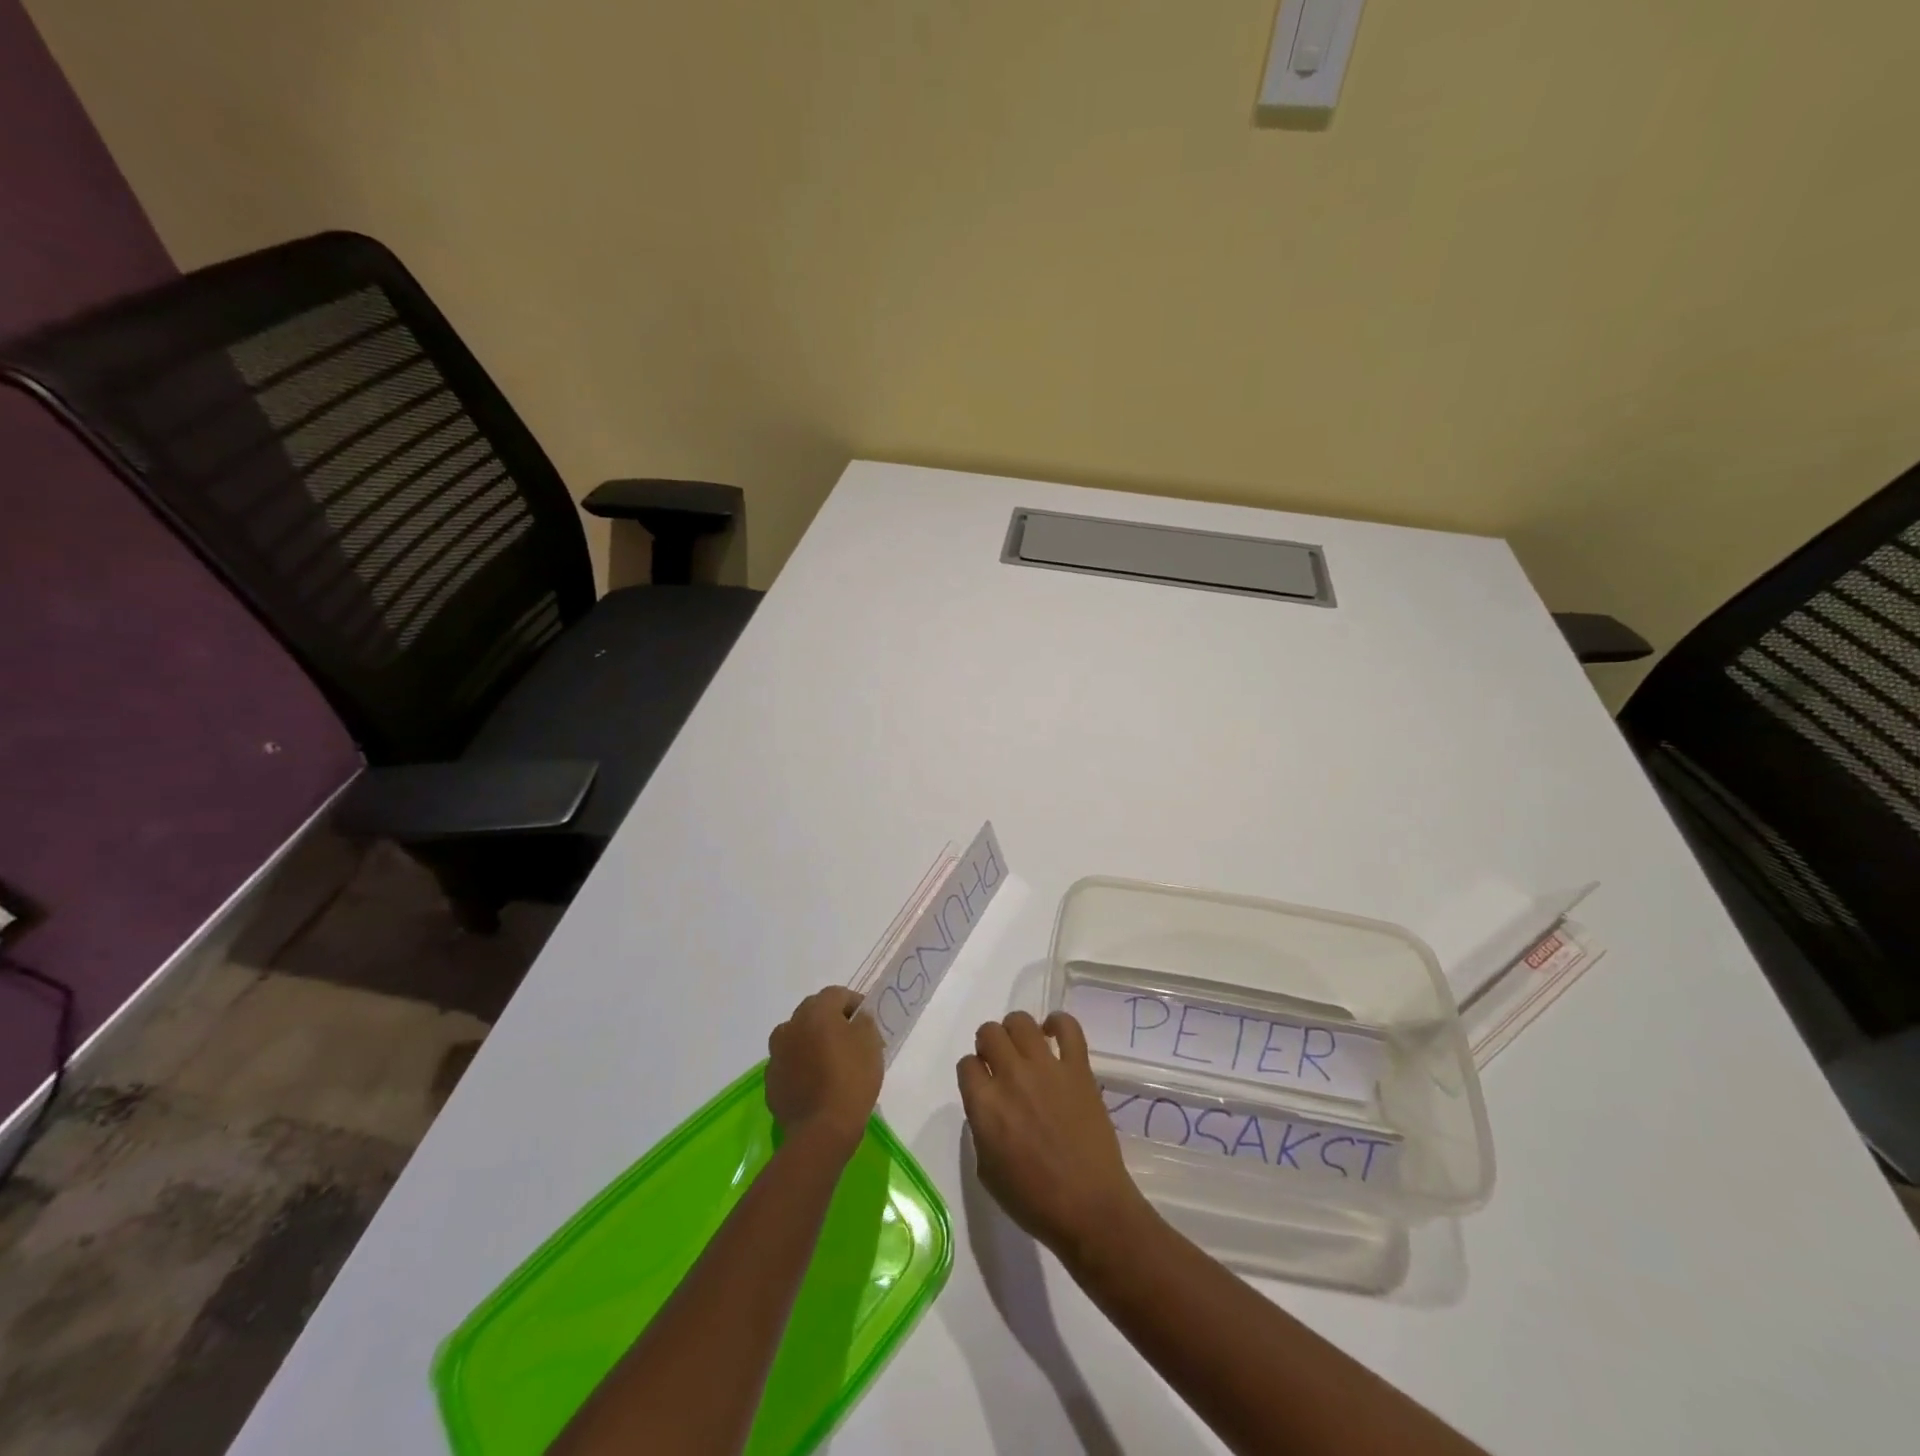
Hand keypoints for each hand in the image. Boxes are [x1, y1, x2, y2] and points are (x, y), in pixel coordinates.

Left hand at [766, 986, 883, 1155]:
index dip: (854, 1003)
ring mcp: (776, 1055)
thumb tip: (856, 1018)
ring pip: (797, 1037)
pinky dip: (801, 1066)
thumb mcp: (871, 1044)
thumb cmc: (851, 1080)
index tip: (867, 1021)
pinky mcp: (771, 1081)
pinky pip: (789, 1063)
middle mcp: (790, 1026)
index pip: (836, 994)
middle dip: (831, 1020)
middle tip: (850, 1039)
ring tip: (830, 1062)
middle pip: (813, 1012)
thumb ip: (864, 1022)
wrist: (822, 1131)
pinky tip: (815, 1083)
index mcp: (815, 1012)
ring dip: (811, 1041)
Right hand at [957, 1011, 1150, 1264]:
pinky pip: (1067, 1027)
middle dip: (989, 1045)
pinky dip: (1058, 1023)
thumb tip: (989, 1105)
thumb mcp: (987, 1171)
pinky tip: (1053, 1034)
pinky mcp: (1078, 1068)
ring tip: (1025, 1048)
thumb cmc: (1034, 1201)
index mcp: (985, 1106)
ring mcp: (1046, 1068)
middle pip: (989, 1033)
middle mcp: (1011, 1077)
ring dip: (1016, 1031)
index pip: (966, 1065)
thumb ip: (982, 1128)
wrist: (1090, 1208)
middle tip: (1001, 1063)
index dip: (973, 1073)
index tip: (982, 1084)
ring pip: (1021, 1021)